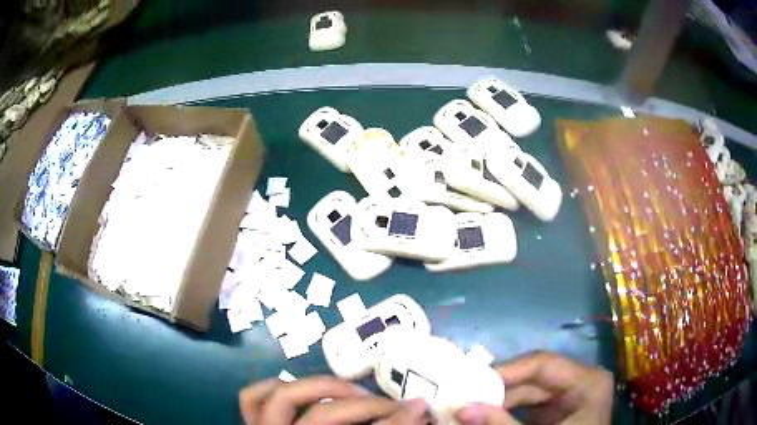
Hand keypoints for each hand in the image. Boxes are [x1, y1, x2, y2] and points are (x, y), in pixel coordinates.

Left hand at [239, 376, 429, 424]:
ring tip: (349, 392)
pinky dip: (271, 387)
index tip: (414, 408)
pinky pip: (251, 399)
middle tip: (387, 404)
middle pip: (324, 414)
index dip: (387, 418)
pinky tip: (298, 388)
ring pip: (280, 398)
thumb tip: (418, 407)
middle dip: (362, 405)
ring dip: (318, 387)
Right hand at [456, 352, 612, 424]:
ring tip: (469, 405)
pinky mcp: (557, 410)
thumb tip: (461, 408)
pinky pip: (528, 404)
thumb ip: (502, 424)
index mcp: (588, 381)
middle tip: (464, 394)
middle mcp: (580, 381)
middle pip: (533, 377)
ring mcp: (569, 396)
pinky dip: (507, 410)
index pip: (544, 363)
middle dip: (498, 388)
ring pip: (527, 391)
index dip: (507, 369)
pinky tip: (486, 415)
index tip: (471, 380)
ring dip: (499, 400)